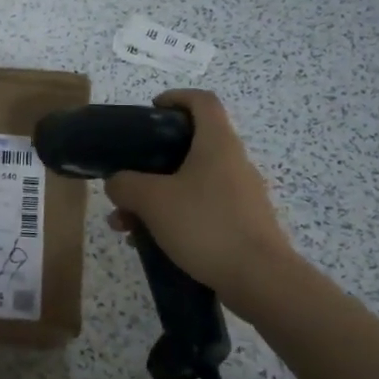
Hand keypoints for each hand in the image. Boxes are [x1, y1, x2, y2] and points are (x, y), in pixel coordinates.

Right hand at [105, 89, 295, 306]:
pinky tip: (151, 244)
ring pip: (191, 183)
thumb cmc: (205, 225)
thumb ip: (125, 185)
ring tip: (126, 225)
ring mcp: (241, 194)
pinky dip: (174, 217)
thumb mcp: (152, 201)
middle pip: (191, 146)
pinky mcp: (243, 223)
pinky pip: (202, 209)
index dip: (176, 98)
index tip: (151, 111)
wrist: (260, 279)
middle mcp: (233, 162)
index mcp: (217, 144)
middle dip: (151, 163)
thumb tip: (118, 183)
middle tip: (126, 181)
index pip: (201, 101)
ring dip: (156, 197)